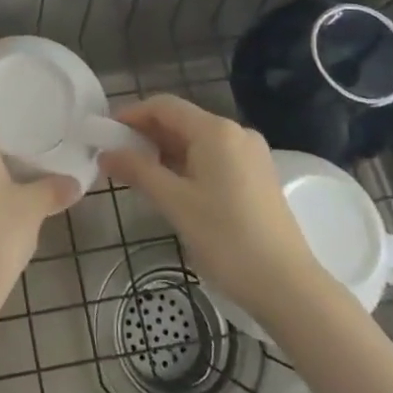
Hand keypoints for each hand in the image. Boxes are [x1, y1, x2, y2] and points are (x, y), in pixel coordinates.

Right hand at [101, 96, 335, 329]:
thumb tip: (106, 153)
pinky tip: (171, 186)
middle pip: (181, 121)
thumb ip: (137, 171)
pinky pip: (213, 157)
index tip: (105, 134)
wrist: (287, 286)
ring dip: (165, 151)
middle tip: (116, 157)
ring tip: (137, 174)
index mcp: (215, 131)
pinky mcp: (257, 176)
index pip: (164, 106)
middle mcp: (236, 133)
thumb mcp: (174, 203)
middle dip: (146, 135)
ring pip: (197, 140)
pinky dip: (187, 164)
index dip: (131, 114)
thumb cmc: (226, 239)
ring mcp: (250, 154)